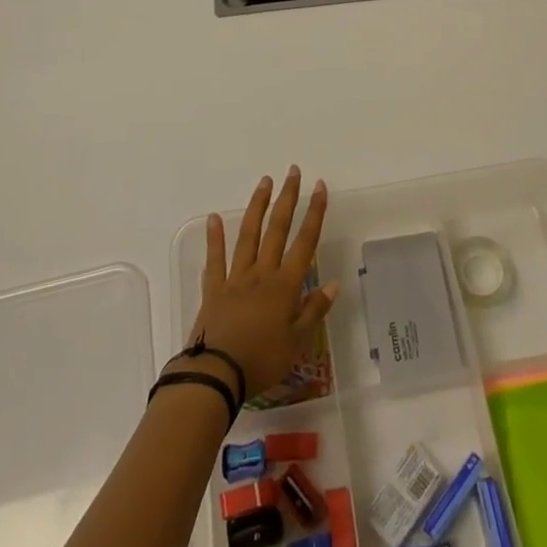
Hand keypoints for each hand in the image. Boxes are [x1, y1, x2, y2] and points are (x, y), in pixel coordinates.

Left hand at [184, 167, 337, 398]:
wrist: (216, 374)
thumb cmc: (262, 361)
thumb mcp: (296, 342)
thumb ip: (314, 310)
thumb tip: (333, 283)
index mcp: (285, 285)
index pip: (305, 242)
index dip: (315, 213)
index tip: (320, 186)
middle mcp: (262, 273)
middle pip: (277, 229)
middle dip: (287, 198)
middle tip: (292, 171)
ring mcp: (236, 278)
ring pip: (249, 235)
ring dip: (258, 207)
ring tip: (265, 182)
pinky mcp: (214, 289)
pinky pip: (215, 259)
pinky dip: (215, 238)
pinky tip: (214, 218)